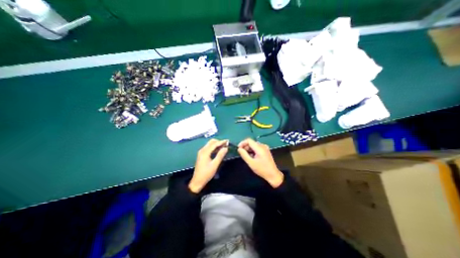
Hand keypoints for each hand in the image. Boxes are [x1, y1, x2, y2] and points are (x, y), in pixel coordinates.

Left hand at [188, 140, 228, 192]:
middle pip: (211, 142)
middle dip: (219, 142)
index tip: (228, 141)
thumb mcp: (215, 165)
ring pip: (210, 145)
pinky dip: (214, 148)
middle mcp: (202, 150)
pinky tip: (219, 150)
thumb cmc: (206, 173)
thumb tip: (226, 148)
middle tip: (226, 144)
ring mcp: (201, 152)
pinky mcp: (202, 155)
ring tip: (224, 147)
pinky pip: (209, 148)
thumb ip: (220, 155)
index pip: (214, 144)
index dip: (221, 142)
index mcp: (205, 152)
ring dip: (216, 145)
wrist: (197, 181)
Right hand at [237, 138, 284, 187]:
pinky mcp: (266, 151)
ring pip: (254, 145)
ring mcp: (265, 148)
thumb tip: (239, 149)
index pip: (249, 140)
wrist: (273, 175)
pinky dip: (253, 151)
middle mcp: (263, 146)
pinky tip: (252, 157)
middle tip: (242, 154)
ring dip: (249, 149)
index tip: (238, 149)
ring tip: (247, 157)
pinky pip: (257, 148)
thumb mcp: (251, 163)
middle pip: (251, 142)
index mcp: (259, 148)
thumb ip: (244, 155)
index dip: (242, 143)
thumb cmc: (262, 169)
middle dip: (245, 147)